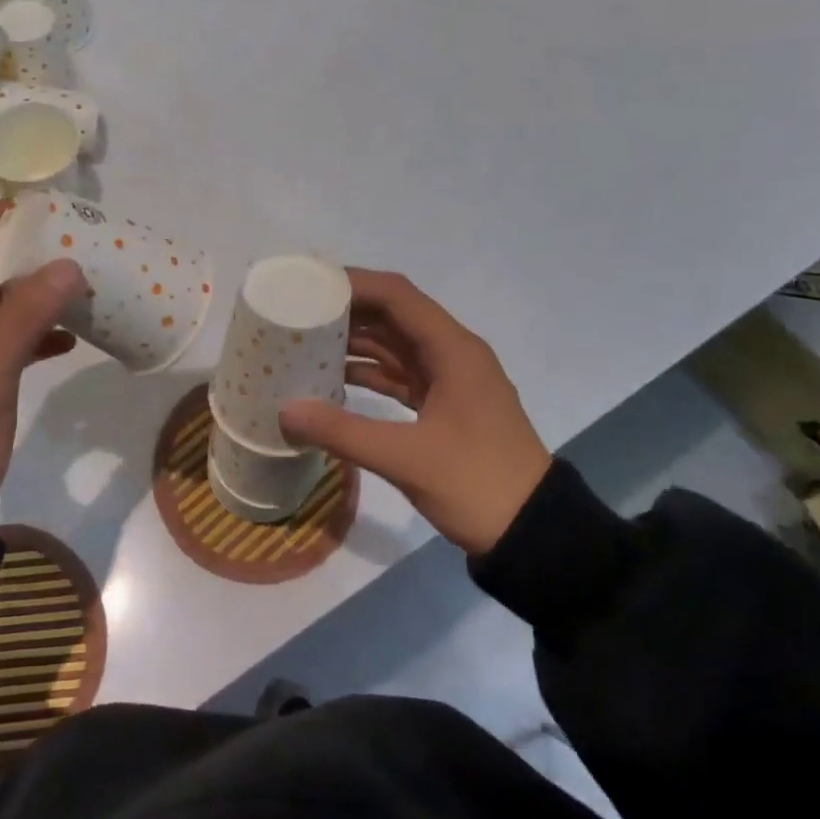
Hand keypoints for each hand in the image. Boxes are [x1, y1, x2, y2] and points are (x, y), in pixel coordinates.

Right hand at [279, 270, 551, 555]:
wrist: (535, 533)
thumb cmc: (477, 483)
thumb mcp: (407, 458)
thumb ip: (343, 432)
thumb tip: (284, 412)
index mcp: (452, 350)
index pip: (397, 295)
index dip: (353, 284)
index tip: (309, 286)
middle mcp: (451, 354)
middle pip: (393, 315)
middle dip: (347, 311)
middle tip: (298, 313)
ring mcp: (449, 380)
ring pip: (394, 345)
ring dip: (354, 342)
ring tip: (304, 342)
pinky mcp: (444, 406)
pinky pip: (399, 375)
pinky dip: (368, 373)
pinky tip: (331, 380)